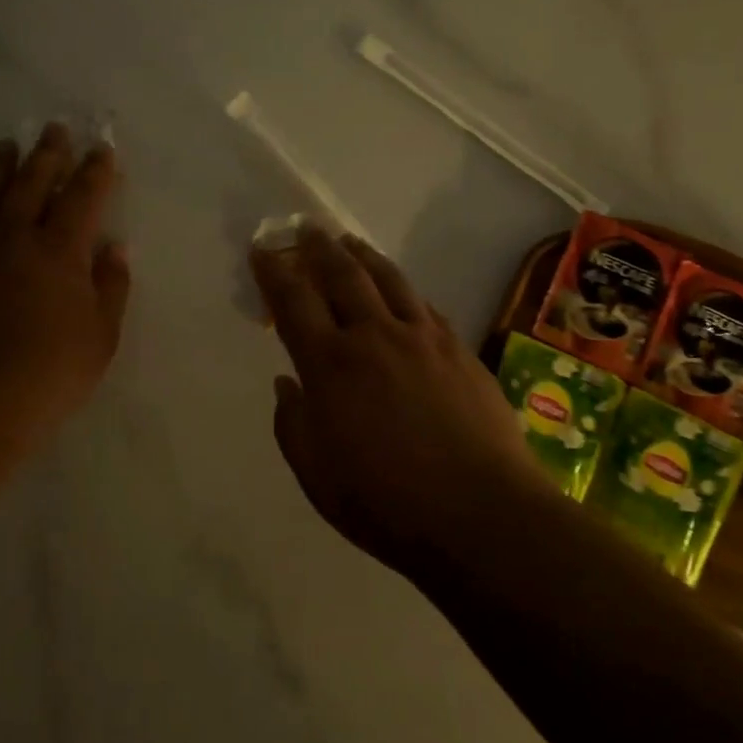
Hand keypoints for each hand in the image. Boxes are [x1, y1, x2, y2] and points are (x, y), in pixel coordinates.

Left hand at [0, 123, 130, 468]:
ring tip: (6, 146)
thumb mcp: (101, 339)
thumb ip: (110, 288)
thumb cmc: (46, 377)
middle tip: (55, 129)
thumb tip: (114, 249)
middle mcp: (13, 237)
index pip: (82, 196)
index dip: (95, 170)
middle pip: (32, 182)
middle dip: (48, 153)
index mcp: (59, 251)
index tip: (102, 149)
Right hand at [251, 228, 551, 575]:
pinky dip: (404, 289)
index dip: (273, 272)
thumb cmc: (386, 503)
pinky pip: (424, 305)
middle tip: (307, 229)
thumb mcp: (317, 477)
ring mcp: (422, 338)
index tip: (262, 250)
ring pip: (388, 279)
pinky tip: (401, 290)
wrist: (480, 513)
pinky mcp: (458, 349)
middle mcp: (374, 336)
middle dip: (319, 248)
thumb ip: (294, 424)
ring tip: (350, 242)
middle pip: (342, 275)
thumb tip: (287, 383)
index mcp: (331, 365)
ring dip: (363, 255)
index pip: (293, 301)